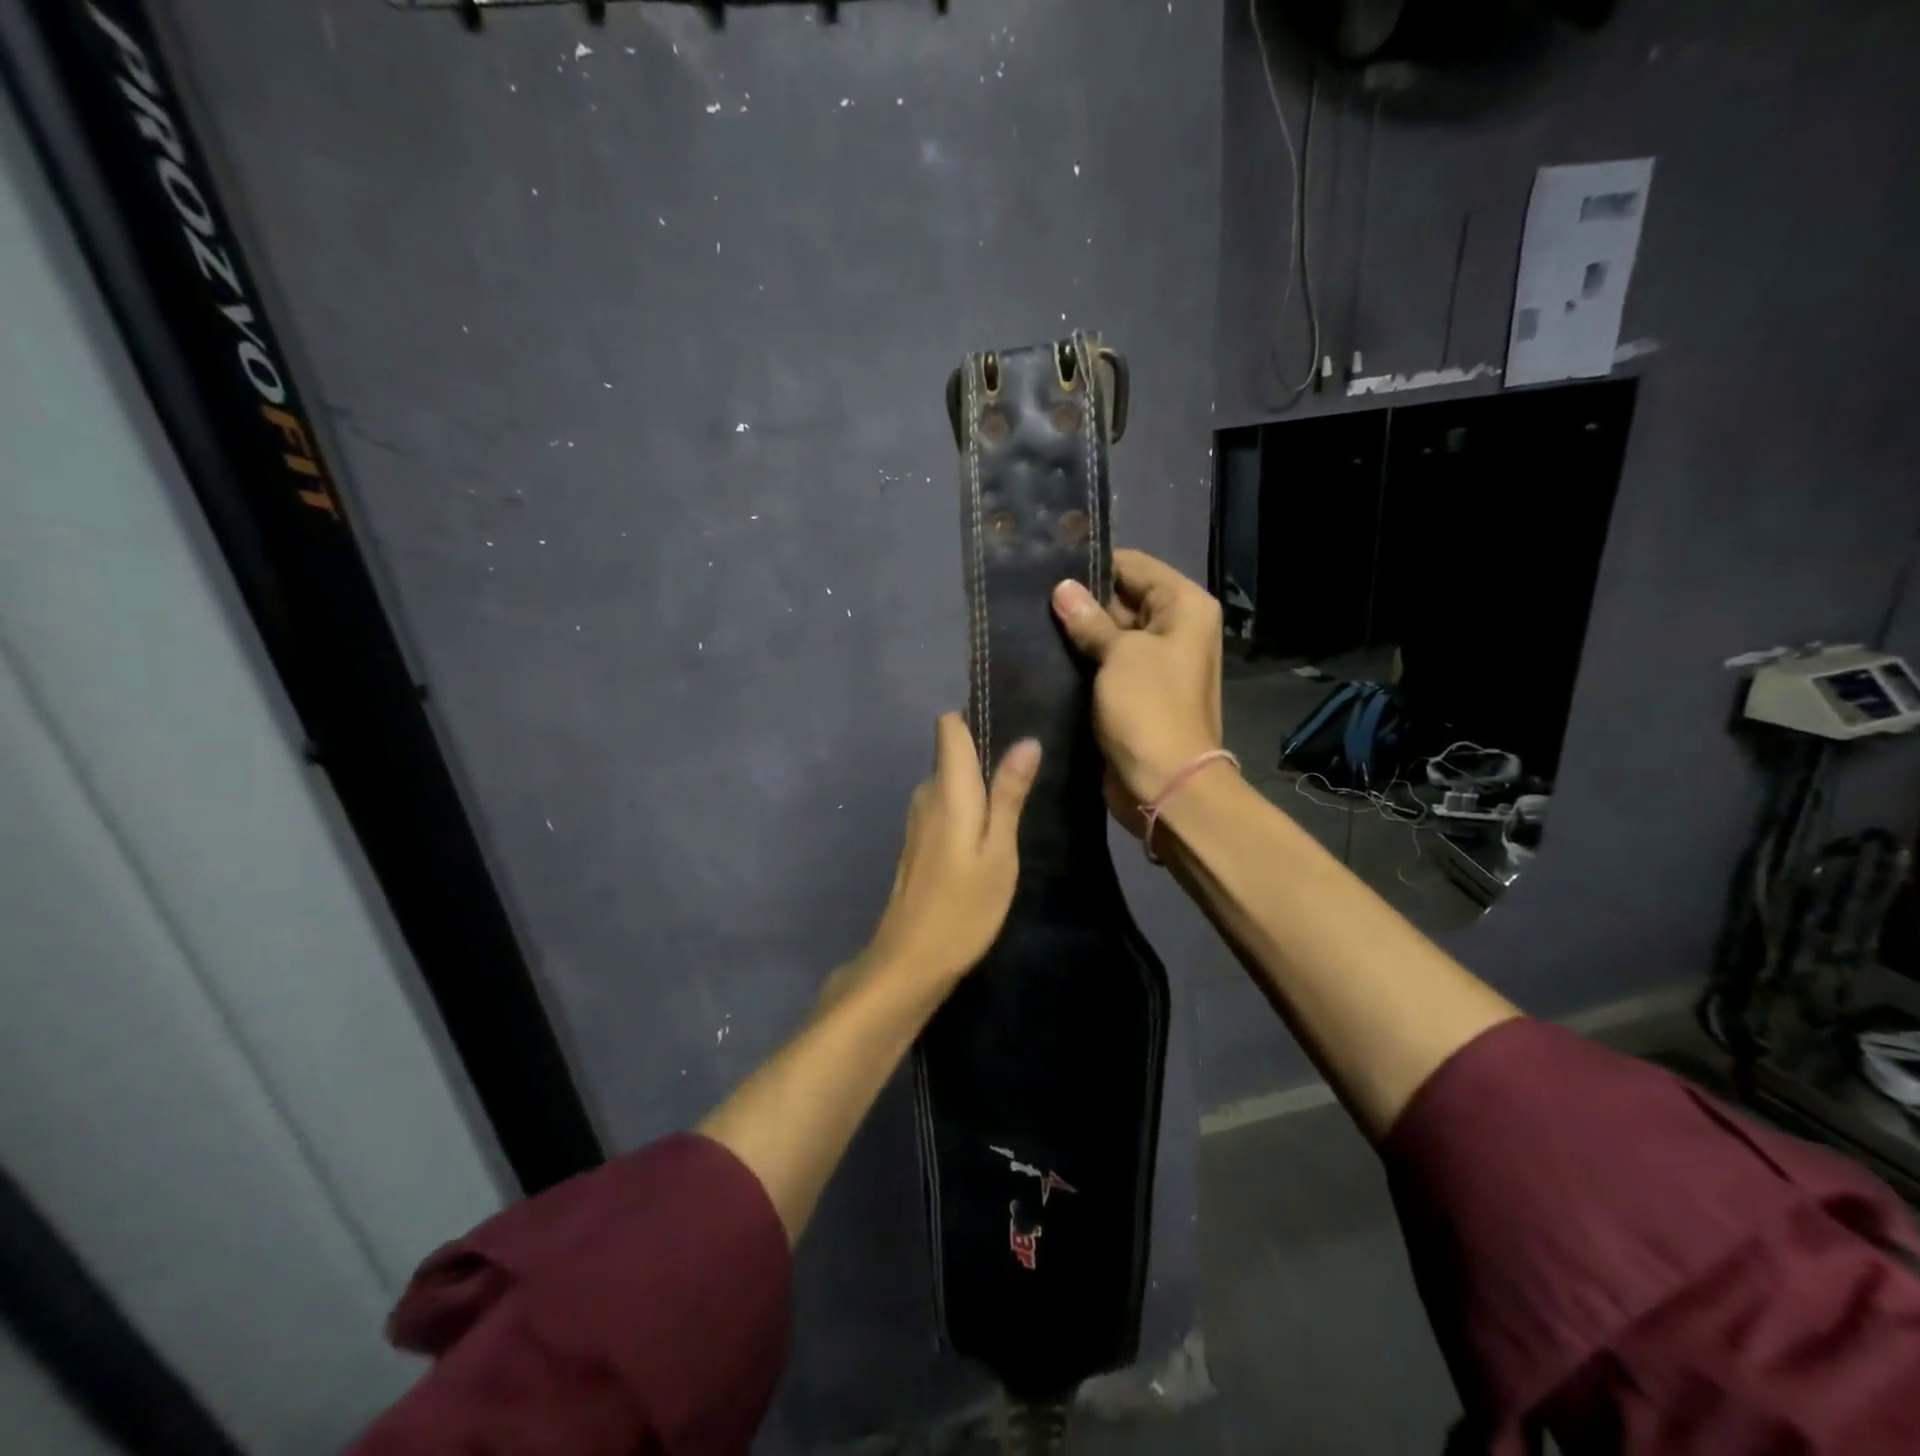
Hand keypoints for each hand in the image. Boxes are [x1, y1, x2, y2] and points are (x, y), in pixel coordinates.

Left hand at [848, 713, 1040, 995]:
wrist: (911, 960)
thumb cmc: (964, 907)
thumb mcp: (999, 851)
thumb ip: (1009, 795)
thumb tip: (1026, 741)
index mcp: (947, 789)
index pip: (949, 727)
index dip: (974, 719)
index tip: (1009, 728)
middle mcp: (926, 795)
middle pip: (951, 753)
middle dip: (985, 755)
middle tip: (1028, 776)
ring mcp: (917, 820)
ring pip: (949, 782)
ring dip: (978, 787)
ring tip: (1016, 804)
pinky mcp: (917, 843)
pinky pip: (945, 807)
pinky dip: (967, 810)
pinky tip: (989, 835)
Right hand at [1051, 549, 1224, 826]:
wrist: (1165, 784)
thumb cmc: (1149, 709)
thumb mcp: (1120, 655)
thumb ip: (1090, 619)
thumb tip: (1063, 588)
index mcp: (1184, 607)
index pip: (1134, 566)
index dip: (1093, 564)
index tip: (1047, 565)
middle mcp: (1174, 628)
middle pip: (1122, 598)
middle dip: (1080, 599)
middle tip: (1028, 595)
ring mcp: (1154, 662)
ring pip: (1109, 633)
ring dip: (1077, 632)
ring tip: (1027, 620)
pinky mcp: (1134, 691)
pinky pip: (1105, 664)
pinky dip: (1080, 660)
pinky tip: (1042, 652)